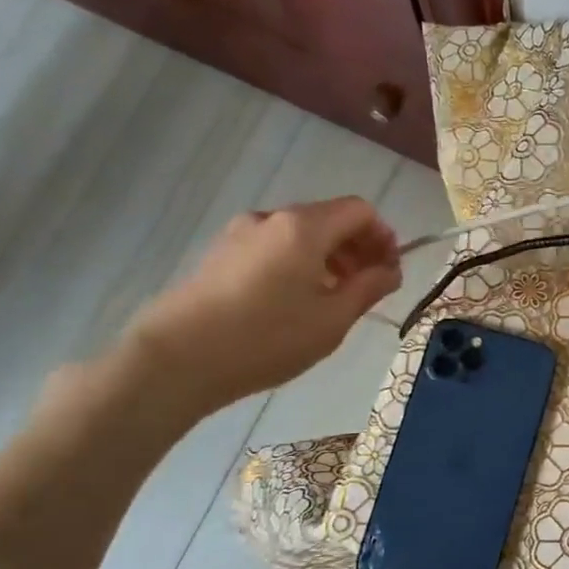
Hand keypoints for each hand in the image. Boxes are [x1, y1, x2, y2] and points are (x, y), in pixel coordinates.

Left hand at [124, 197, 401, 414]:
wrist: (178, 358)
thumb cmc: (267, 337)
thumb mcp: (333, 319)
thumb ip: (369, 288)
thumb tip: (390, 270)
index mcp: (304, 226)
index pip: (360, 210)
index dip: (384, 236)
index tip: (390, 271)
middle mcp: (272, 218)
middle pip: (329, 218)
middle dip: (357, 248)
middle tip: (368, 287)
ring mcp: (240, 234)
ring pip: (299, 235)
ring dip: (328, 258)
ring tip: (332, 299)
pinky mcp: (220, 255)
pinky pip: (273, 248)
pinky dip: (297, 264)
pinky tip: (294, 303)